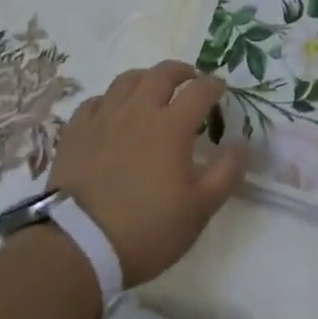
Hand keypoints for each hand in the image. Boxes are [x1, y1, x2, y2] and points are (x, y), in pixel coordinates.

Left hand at [50, 61, 245, 285]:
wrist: (78, 247)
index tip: (220, 89)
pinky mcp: (76, 131)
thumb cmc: (146, 230)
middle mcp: (138, 111)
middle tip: (190, 79)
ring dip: (146, 78)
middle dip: (181, 71)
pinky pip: (96, 101)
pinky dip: (111, 100)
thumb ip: (225, 173)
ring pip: (127, 80)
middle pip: (162, 73)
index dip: (213, 86)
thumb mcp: (198, 211)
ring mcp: (103, 118)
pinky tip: (113, 112)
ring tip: (152, 89)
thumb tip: (241, 144)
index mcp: (171, 126)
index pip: (199, 91)